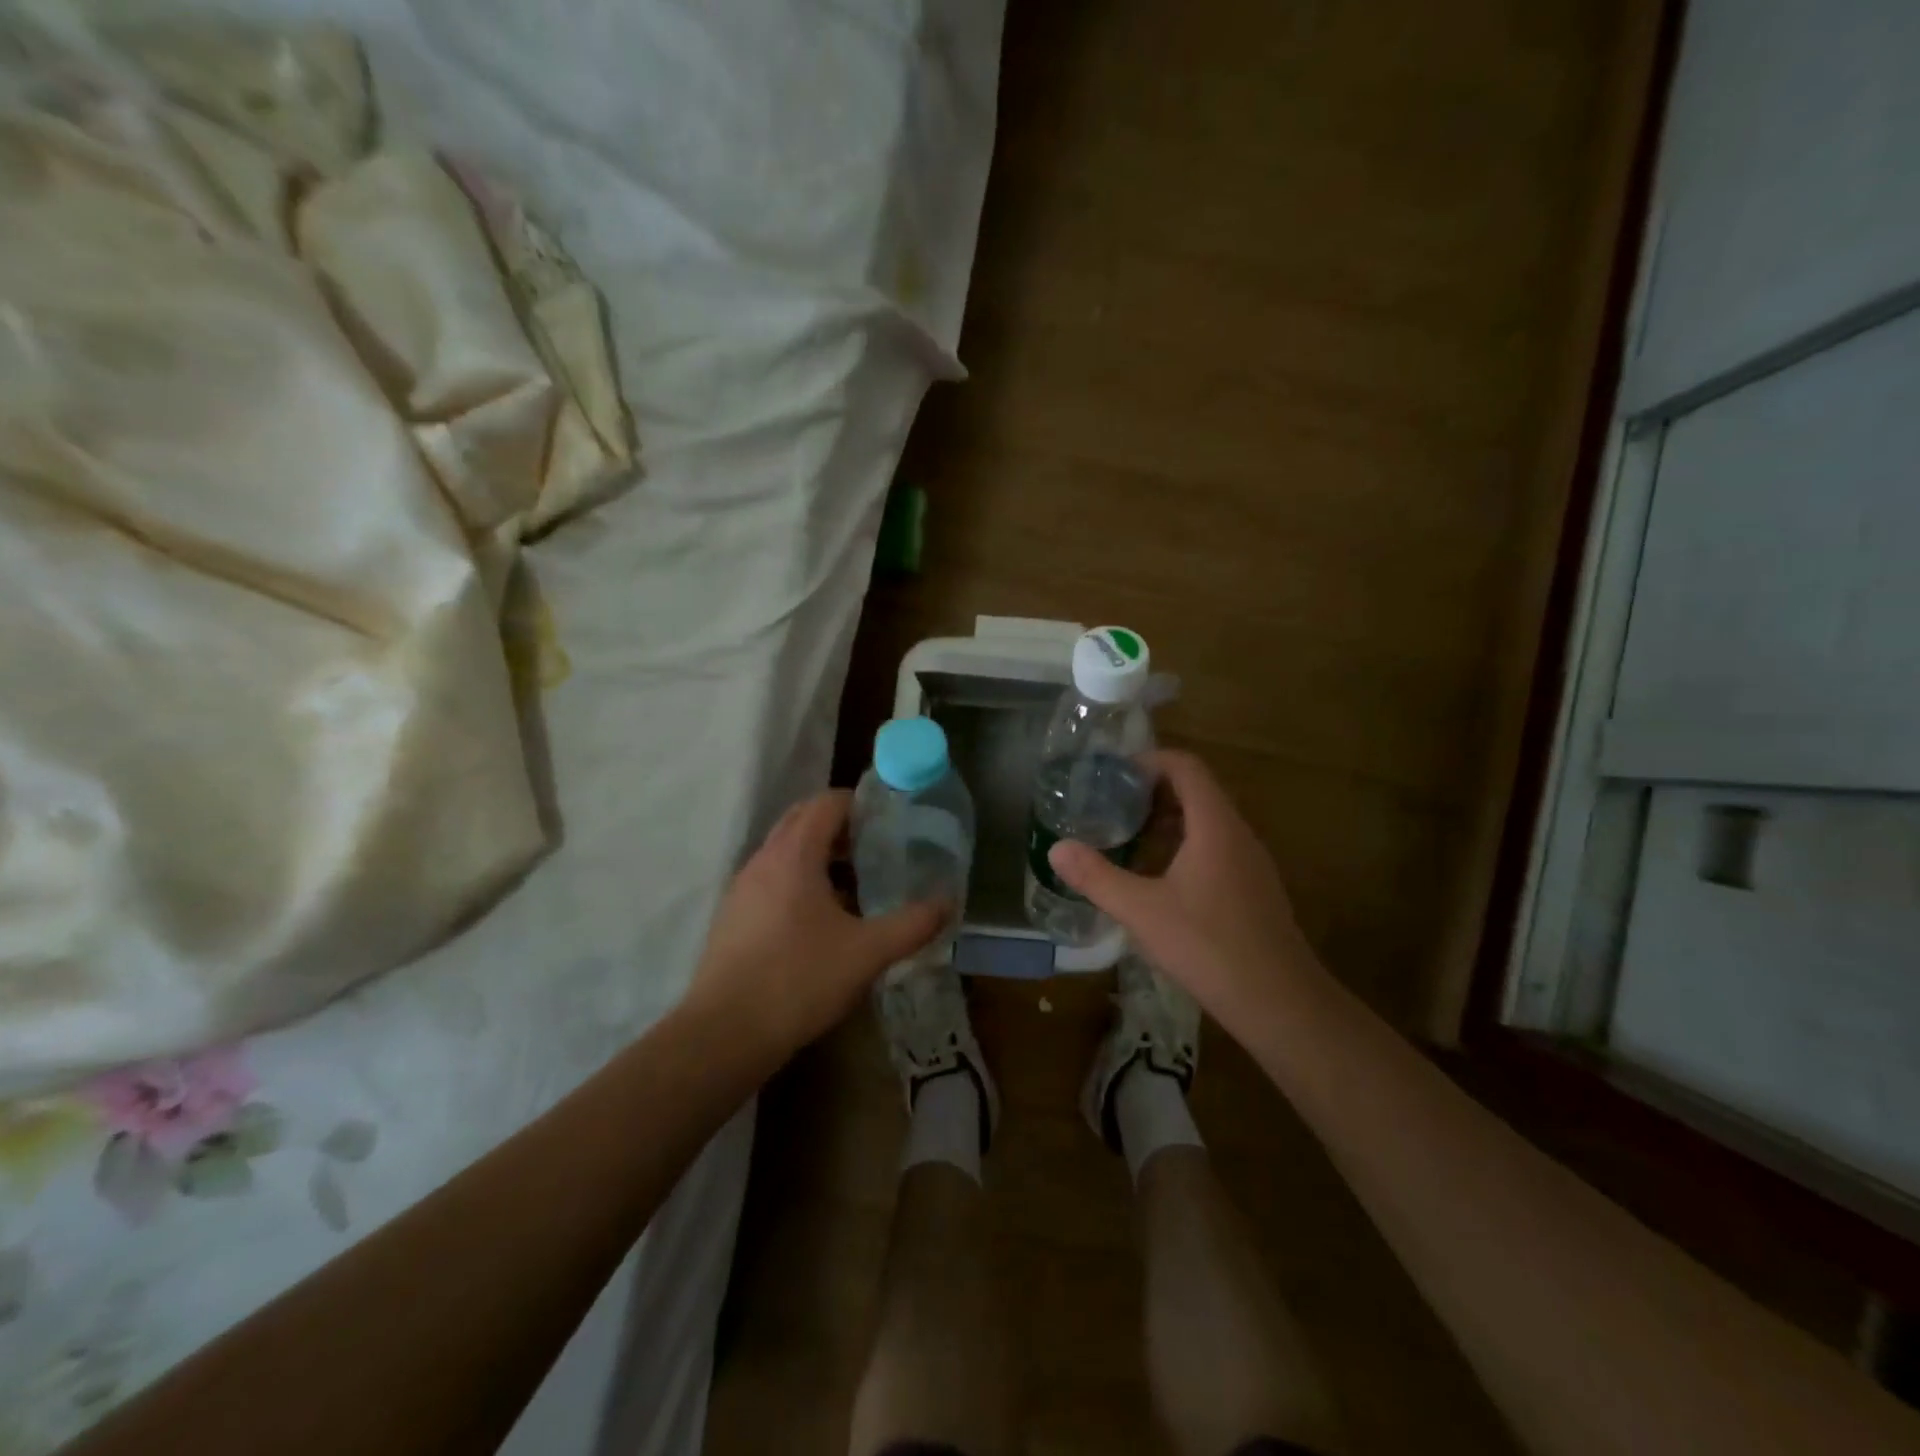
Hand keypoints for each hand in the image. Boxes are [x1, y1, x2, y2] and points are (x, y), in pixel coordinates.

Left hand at [685, 790, 944, 1063]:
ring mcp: (743, 887)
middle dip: (841, 824)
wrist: (725, 1034)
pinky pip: (773, 878)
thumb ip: (913, 923)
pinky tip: (824, 918)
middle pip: (804, 819)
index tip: (891, 818)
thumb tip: (948, 902)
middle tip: (878, 845)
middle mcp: (764, 859)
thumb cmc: (800, 980)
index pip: (827, 803)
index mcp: (794, 854)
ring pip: (786, 850)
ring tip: (858, 881)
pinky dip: (801, 879)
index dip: (860, 802)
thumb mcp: (868, 952)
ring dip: (820, 853)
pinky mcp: (734, 915)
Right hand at [1048, 750, 1322, 1040]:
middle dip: (1153, 792)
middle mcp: (1238, 834)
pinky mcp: (1254, 889)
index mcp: (1215, 826)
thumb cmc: (1209, 946)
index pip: (1187, 767)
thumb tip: (1056, 849)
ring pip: (1207, 822)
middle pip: (1197, 791)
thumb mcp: (1142, 911)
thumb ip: (1097, 877)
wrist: (1280, 1003)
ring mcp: (1251, 863)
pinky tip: (1159, 879)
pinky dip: (1185, 847)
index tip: (1114, 775)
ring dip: (1168, 821)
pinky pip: (1217, 848)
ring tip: (1128, 838)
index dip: (1150, 761)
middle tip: (1111, 806)